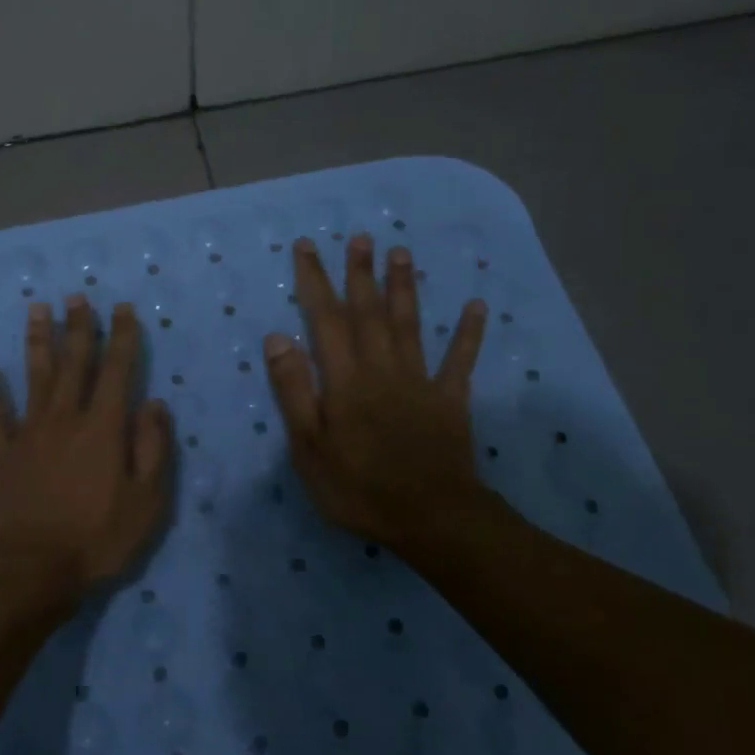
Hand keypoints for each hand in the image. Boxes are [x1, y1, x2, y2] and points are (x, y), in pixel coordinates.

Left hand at [0, 296, 173, 598]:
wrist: (32, 569)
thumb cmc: (98, 538)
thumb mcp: (147, 501)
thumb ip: (153, 448)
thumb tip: (154, 404)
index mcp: (104, 428)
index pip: (117, 370)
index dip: (121, 337)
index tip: (122, 308)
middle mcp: (65, 418)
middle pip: (74, 363)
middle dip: (78, 327)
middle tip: (77, 296)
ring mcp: (28, 433)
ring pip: (35, 376)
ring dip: (38, 340)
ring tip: (38, 308)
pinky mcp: (0, 453)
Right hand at [264, 233, 493, 558]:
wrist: (431, 518)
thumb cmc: (358, 488)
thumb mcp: (309, 448)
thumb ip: (294, 391)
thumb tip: (278, 338)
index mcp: (345, 380)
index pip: (325, 320)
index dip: (315, 281)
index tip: (308, 247)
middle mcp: (382, 369)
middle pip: (369, 313)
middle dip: (361, 273)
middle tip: (361, 236)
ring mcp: (420, 382)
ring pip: (409, 325)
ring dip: (403, 288)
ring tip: (401, 252)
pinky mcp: (450, 401)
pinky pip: (460, 361)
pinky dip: (470, 333)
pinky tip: (477, 306)